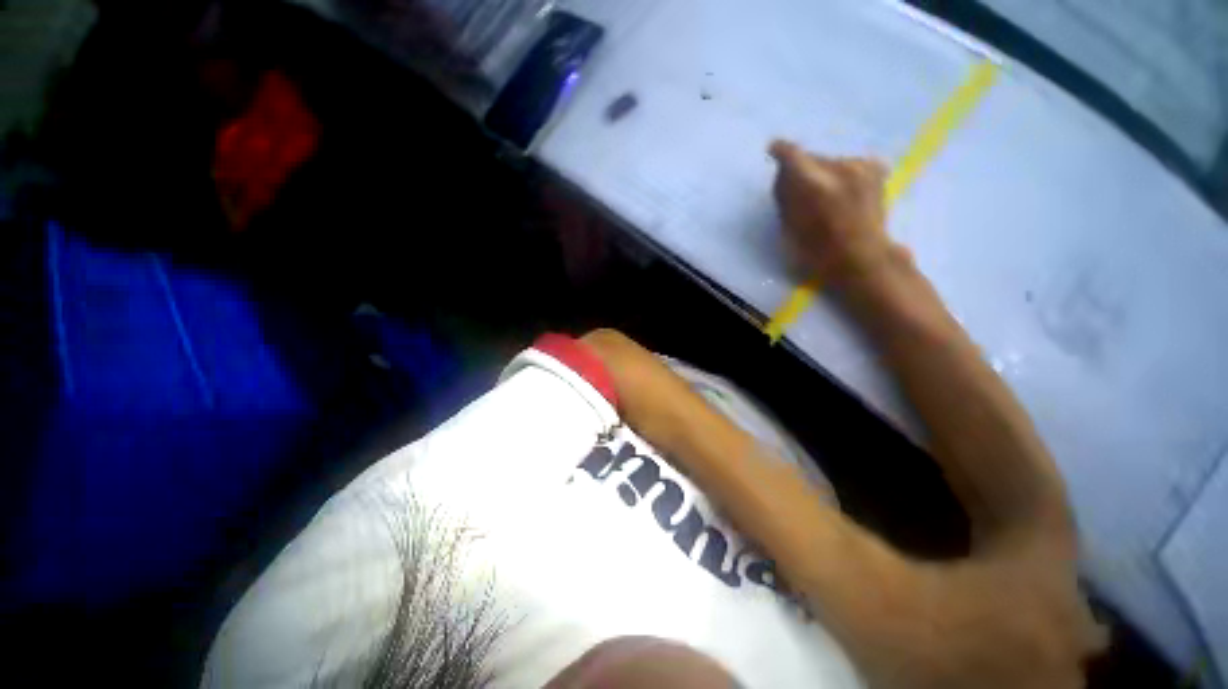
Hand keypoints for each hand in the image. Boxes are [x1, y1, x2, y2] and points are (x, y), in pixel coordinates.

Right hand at [769, 140, 896, 287]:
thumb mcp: (791, 227)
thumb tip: (785, 176)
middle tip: (798, 189)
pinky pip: (849, 164)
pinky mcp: (875, 170)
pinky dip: (841, 173)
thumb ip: (786, 197)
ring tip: (823, 195)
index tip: (774, 148)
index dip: (781, 151)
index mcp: (815, 185)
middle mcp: (840, 168)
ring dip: (822, 172)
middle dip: (802, 170)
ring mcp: (862, 167)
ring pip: (830, 161)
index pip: (793, 155)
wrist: (862, 258)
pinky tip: (842, 189)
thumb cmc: (819, 251)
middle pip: (812, 158)